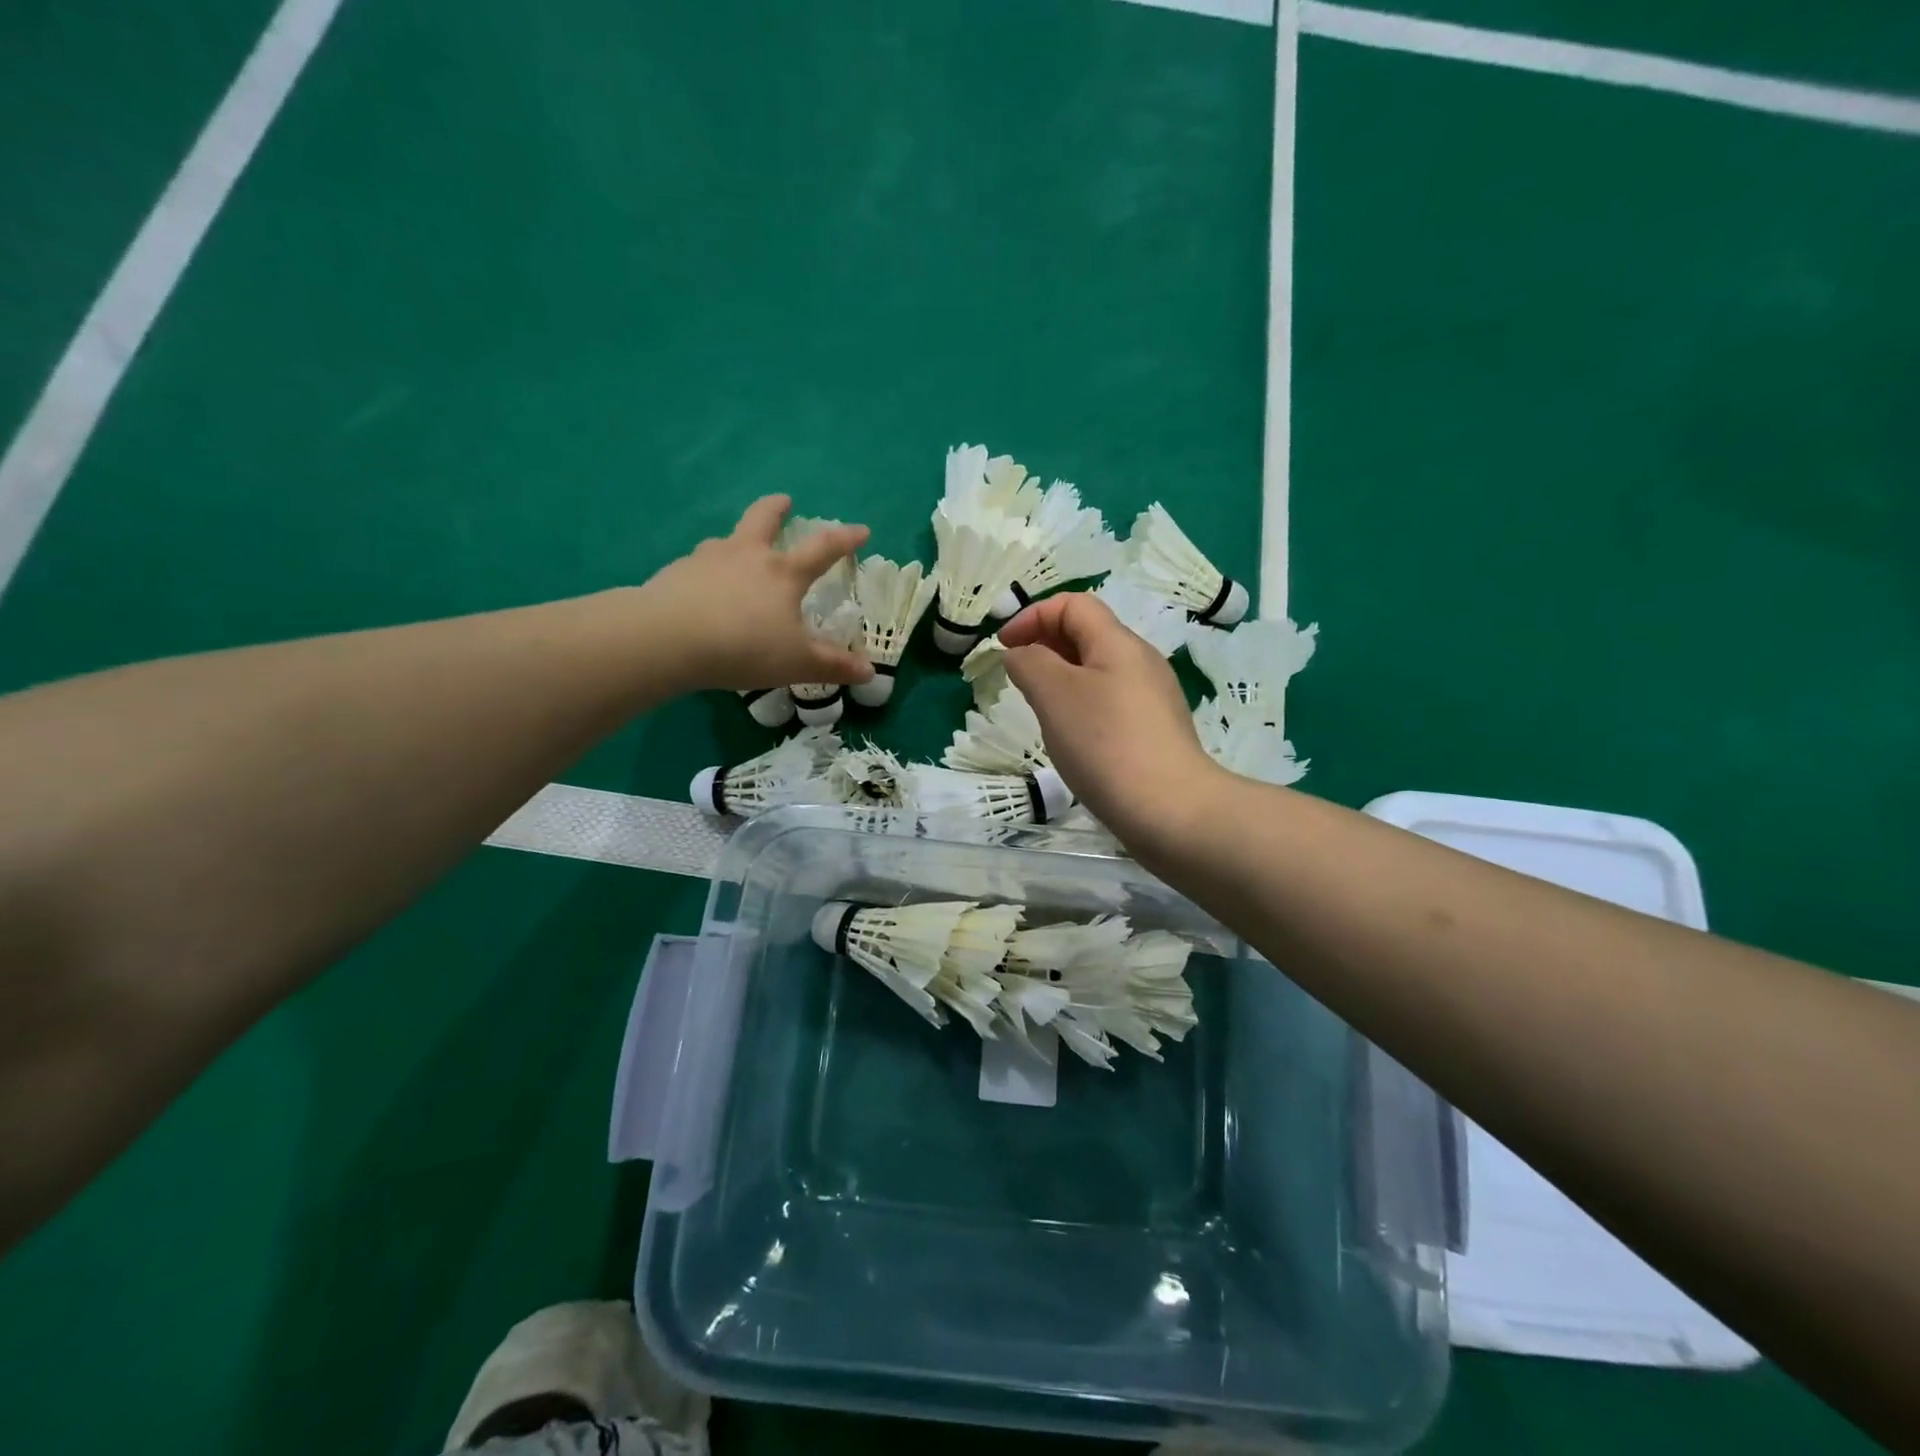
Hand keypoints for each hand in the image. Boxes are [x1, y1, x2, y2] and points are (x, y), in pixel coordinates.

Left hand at [640, 496, 873, 691]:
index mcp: (783, 573)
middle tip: (784, 501)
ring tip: (736, 551)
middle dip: (777, 508)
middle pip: (763, 519)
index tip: (861, 530)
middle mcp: (747, 556)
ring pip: (726, 540)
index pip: (823, 549)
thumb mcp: (797, 663)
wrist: (669, 639)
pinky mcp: (676, 574)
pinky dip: (705, 572)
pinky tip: (700, 590)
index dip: (845, 539)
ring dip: (736, 540)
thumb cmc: (745, 647)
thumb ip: (833, 666)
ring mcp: (707, 560)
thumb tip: (869, 672)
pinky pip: (696, 567)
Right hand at [1000, 593, 1222, 846]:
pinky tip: (1073, 737)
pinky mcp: (1155, 731)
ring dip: (1061, 678)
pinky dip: (1082, 705)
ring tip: (1040, 709)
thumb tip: (1021, 654)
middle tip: (1017, 677)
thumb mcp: (1054, 694)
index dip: (1033, 615)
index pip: (1073, 604)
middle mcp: (1141, 661)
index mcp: (1118, 642)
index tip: (1003, 647)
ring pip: (1098, 670)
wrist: (1171, 810)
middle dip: (1045, 645)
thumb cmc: (1105, 743)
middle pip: (1088, 634)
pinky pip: (1111, 701)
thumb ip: (1030, 663)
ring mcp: (1153, 697)